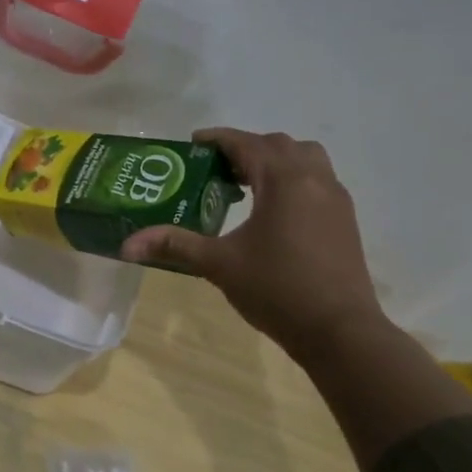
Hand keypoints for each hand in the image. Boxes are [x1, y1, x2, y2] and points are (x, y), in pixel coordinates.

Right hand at [119, 129, 384, 353]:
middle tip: (217, 169)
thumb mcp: (219, 264)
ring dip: (275, 160)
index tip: (193, 144)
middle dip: (246, 148)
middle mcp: (313, 179)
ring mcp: (335, 198)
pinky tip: (273, 210)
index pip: (246, 143)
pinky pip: (317, 180)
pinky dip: (293, 179)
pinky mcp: (345, 219)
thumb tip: (126, 245)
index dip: (217, 139)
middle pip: (278, 144)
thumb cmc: (277, 289)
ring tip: (247, 184)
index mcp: (283, 180)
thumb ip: (174, 245)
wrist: (340, 331)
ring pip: (305, 158)